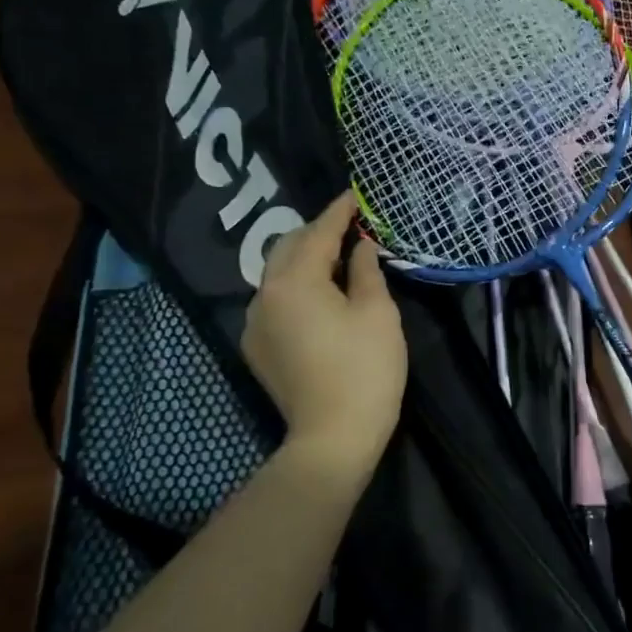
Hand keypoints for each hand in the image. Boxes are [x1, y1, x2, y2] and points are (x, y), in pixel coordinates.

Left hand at [242, 192, 406, 475]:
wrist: (333, 437)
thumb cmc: (365, 370)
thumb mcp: (377, 313)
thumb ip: (365, 271)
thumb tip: (361, 246)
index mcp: (295, 281)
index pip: (318, 232)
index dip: (339, 212)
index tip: (355, 195)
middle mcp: (264, 294)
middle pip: (287, 247)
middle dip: (317, 233)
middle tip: (350, 229)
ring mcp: (254, 322)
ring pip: (277, 275)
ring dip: (304, 261)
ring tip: (337, 261)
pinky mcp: (256, 347)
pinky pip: (274, 302)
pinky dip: (296, 289)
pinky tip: (320, 299)